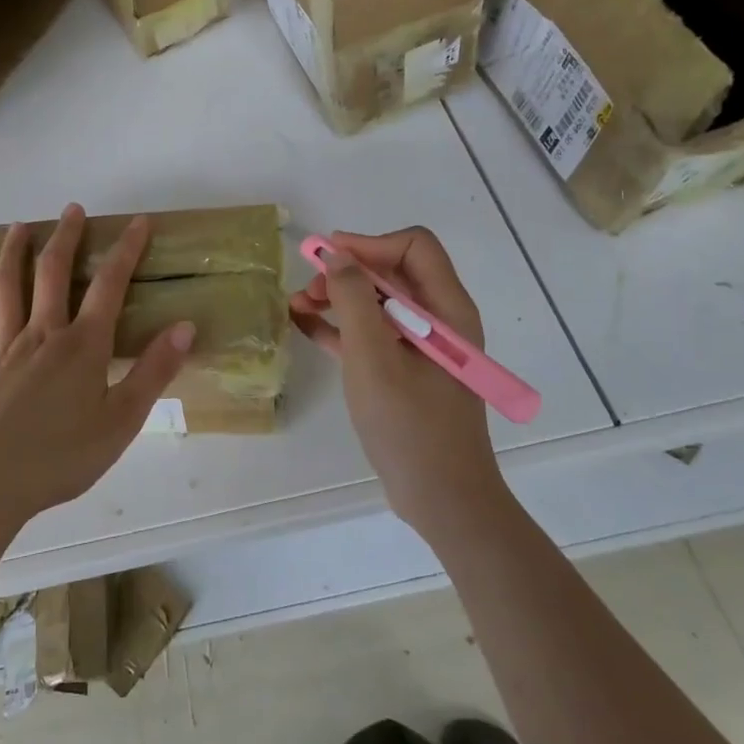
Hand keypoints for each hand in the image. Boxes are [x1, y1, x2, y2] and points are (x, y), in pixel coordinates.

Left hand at [0, 204, 194, 530]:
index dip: (126, 251)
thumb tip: (186, 326)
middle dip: (67, 238)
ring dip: (16, 252)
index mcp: (83, 346)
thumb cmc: (62, 457)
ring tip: (21, 227)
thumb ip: (153, 372)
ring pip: (9, 286)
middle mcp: (42, 333)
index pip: (110, 286)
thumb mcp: (122, 421)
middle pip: (54, 274)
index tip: (137, 223)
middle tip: (73, 209)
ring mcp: (3, 346)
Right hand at [289, 227, 505, 529]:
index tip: (329, 257)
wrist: (441, 500)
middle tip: (309, 288)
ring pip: (377, 302)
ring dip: (338, 298)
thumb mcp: (373, 358)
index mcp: (446, 309)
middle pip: (392, 271)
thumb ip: (354, 299)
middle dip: (346, 271)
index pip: (413, 246)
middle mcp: (439, 320)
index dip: (369, 244)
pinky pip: (371, 333)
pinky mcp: (405, 370)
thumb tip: (336, 254)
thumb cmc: (410, 425)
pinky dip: (340, 325)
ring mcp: (422, 346)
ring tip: (298, 305)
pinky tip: (304, 324)